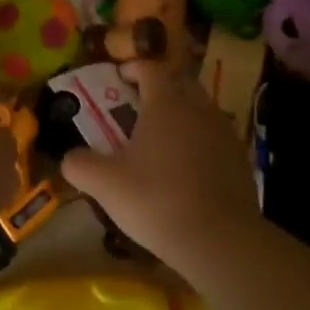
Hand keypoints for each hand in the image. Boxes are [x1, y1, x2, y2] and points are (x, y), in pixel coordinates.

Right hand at [60, 60, 261, 270]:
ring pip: (200, 108)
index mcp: (166, 102)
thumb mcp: (105, 184)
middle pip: (179, 81)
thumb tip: (69, 157)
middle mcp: (198, 107)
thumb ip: (80, 164)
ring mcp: (223, 132)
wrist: (220, 241)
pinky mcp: (240, 158)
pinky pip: (214, 135)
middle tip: (139, 104)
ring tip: (162, 136)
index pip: (150, 68)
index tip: (119, 77)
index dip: (133, 68)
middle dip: (160, 86)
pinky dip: (199, 139)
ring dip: (181, 113)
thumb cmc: (157, 200)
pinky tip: (186, 166)